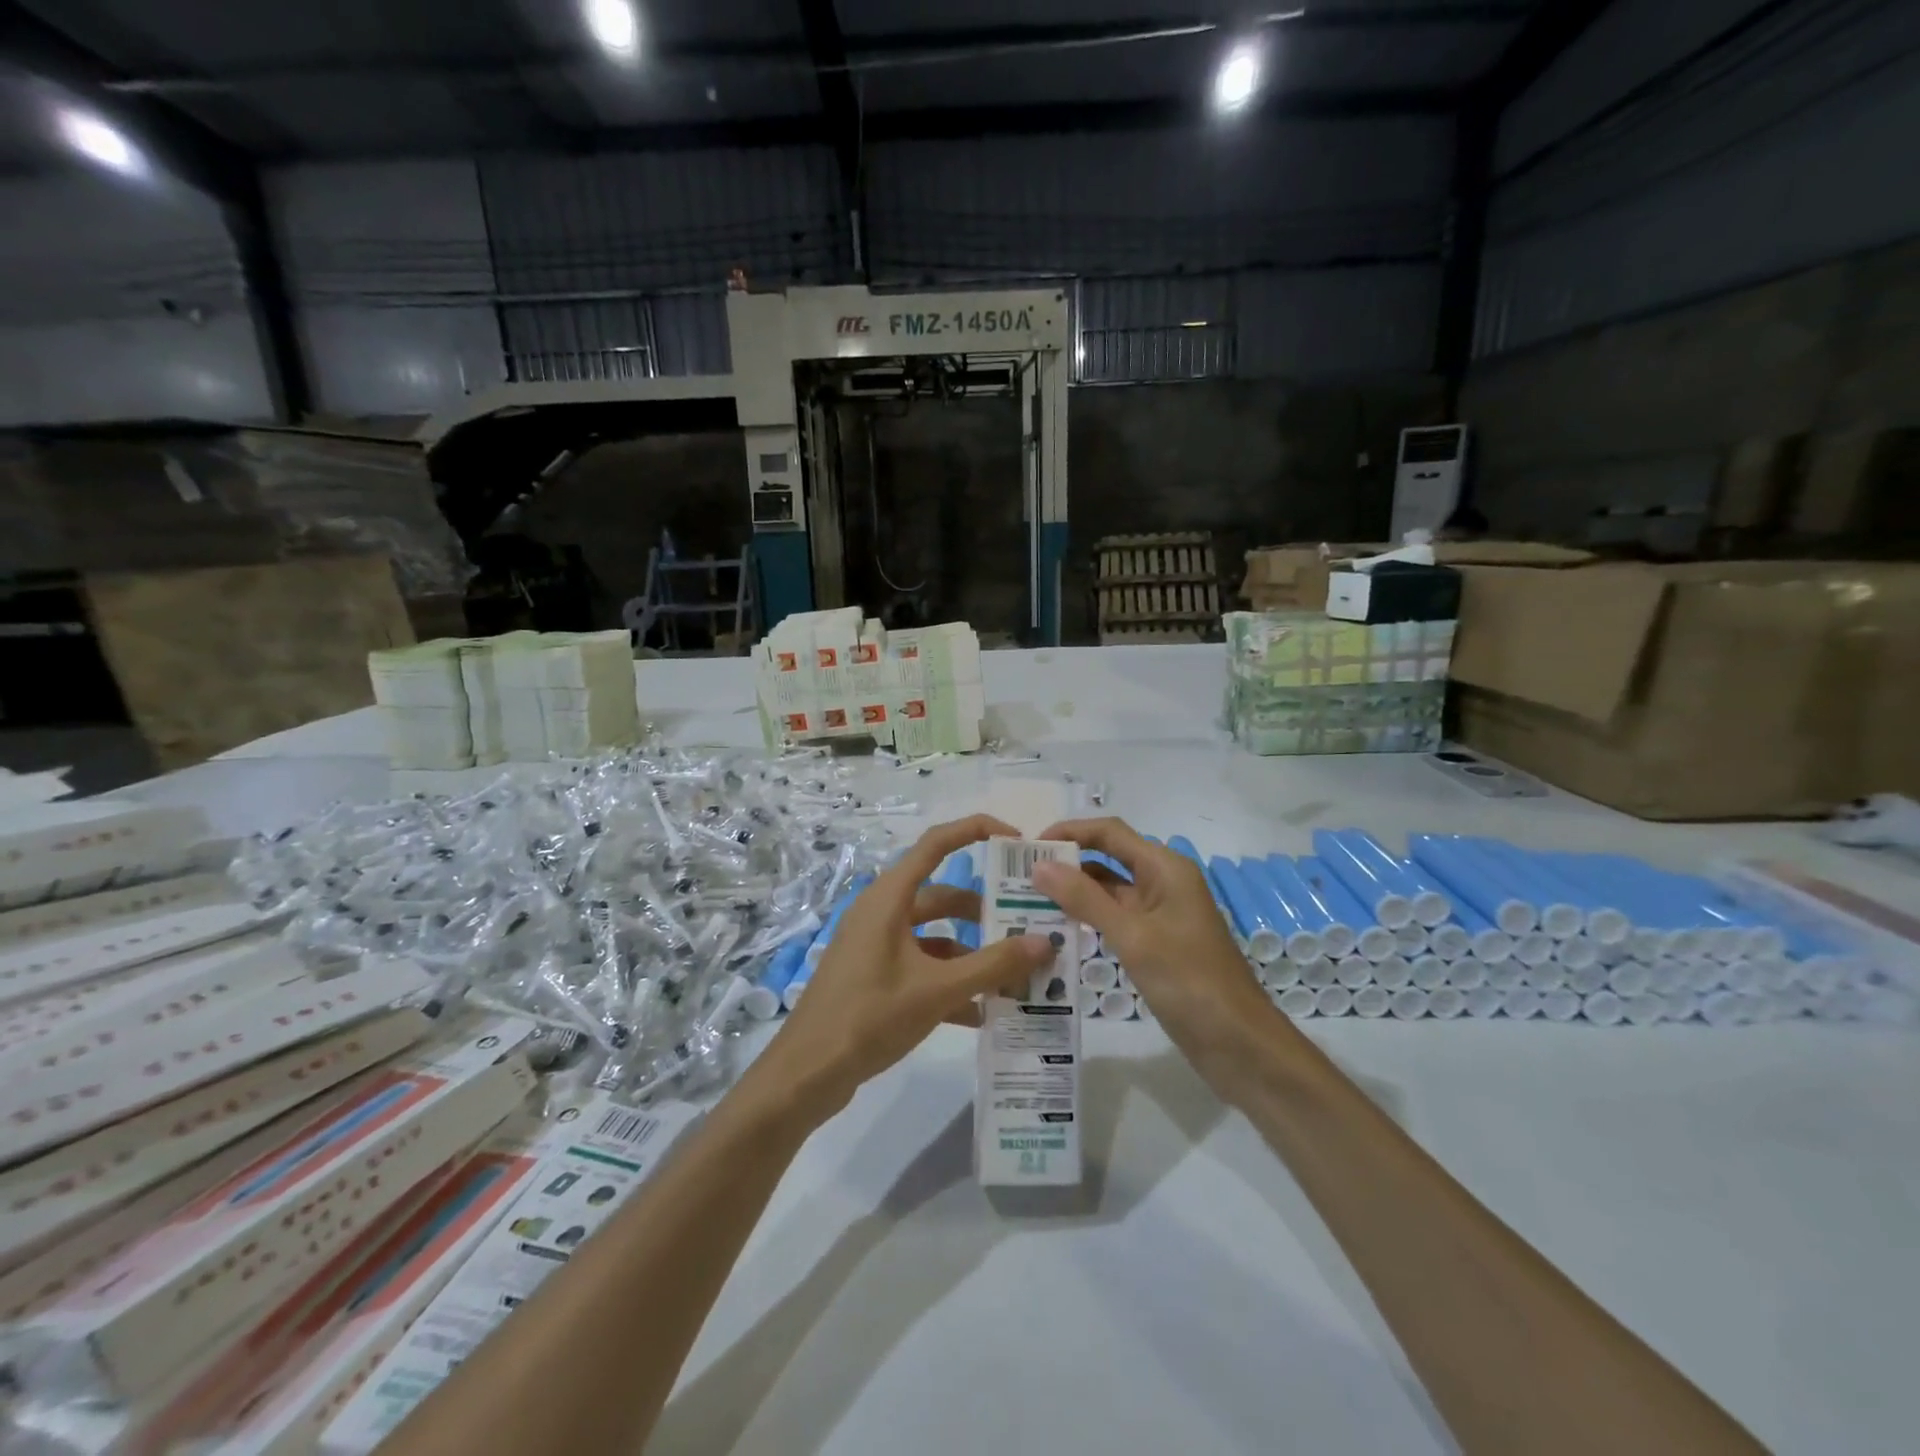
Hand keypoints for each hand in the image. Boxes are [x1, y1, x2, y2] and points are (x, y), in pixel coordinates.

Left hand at [756, 815, 1057, 1116]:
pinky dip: (950, 982)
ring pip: (935, 936)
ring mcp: (876, 945)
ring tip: (1013, 976)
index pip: (936, 844)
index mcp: (889, 898)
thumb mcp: (937, 991)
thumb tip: (1045, 941)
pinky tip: (980, 1014)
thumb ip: (993, 966)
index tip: (1015, 840)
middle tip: (1027, 927)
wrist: (806, 1073)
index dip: (975, 831)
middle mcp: (882, 912)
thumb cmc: (869, 1017)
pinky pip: (921, 966)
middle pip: (942, 896)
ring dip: (971, 954)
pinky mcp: (874, 976)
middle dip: (984, 912)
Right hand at [1032, 817, 1279, 1061]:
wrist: (1238, 1044)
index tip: (1028, 848)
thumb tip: (1039, 865)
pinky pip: (1115, 919)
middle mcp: (1161, 883)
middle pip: (1107, 858)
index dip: (1069, 832)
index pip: (1109, 833)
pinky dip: (1087, 919)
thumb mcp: (1132, 936)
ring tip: (1027, 902)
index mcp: (1164, 868)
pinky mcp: (1155, 943)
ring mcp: (1159, 914)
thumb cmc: (1189, 981)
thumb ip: (1084, 898)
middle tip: (1018, 877)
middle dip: (1066, 863)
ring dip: (1073, 893)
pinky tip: (1057, 930)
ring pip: (1108, 891)